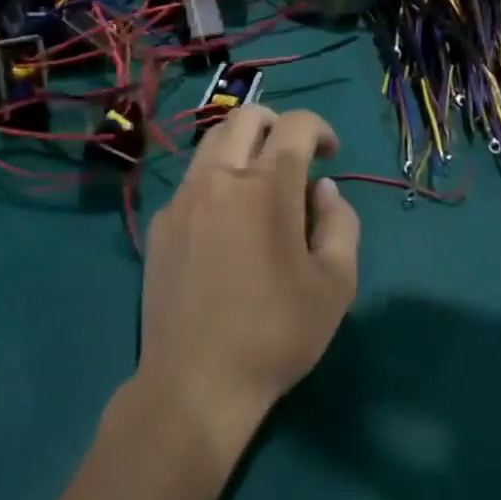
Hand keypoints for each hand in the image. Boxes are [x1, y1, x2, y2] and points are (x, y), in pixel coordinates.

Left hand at [137, 108, 359, 456]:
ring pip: (211, 142)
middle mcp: (220, 177)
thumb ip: (341, 223)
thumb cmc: (276, 334)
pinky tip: (224, 221)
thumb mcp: (336, 285)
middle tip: (294, 153)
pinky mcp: (159, 223)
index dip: (320, 128)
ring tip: (258, 180)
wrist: (195, 381)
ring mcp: (182, 198)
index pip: (295, 126)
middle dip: (277, 123)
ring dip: (241, 145)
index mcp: (266, 187)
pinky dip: (215, 180)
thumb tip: (323, 190)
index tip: (330, 152)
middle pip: (245, 117)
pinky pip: (191, 181)